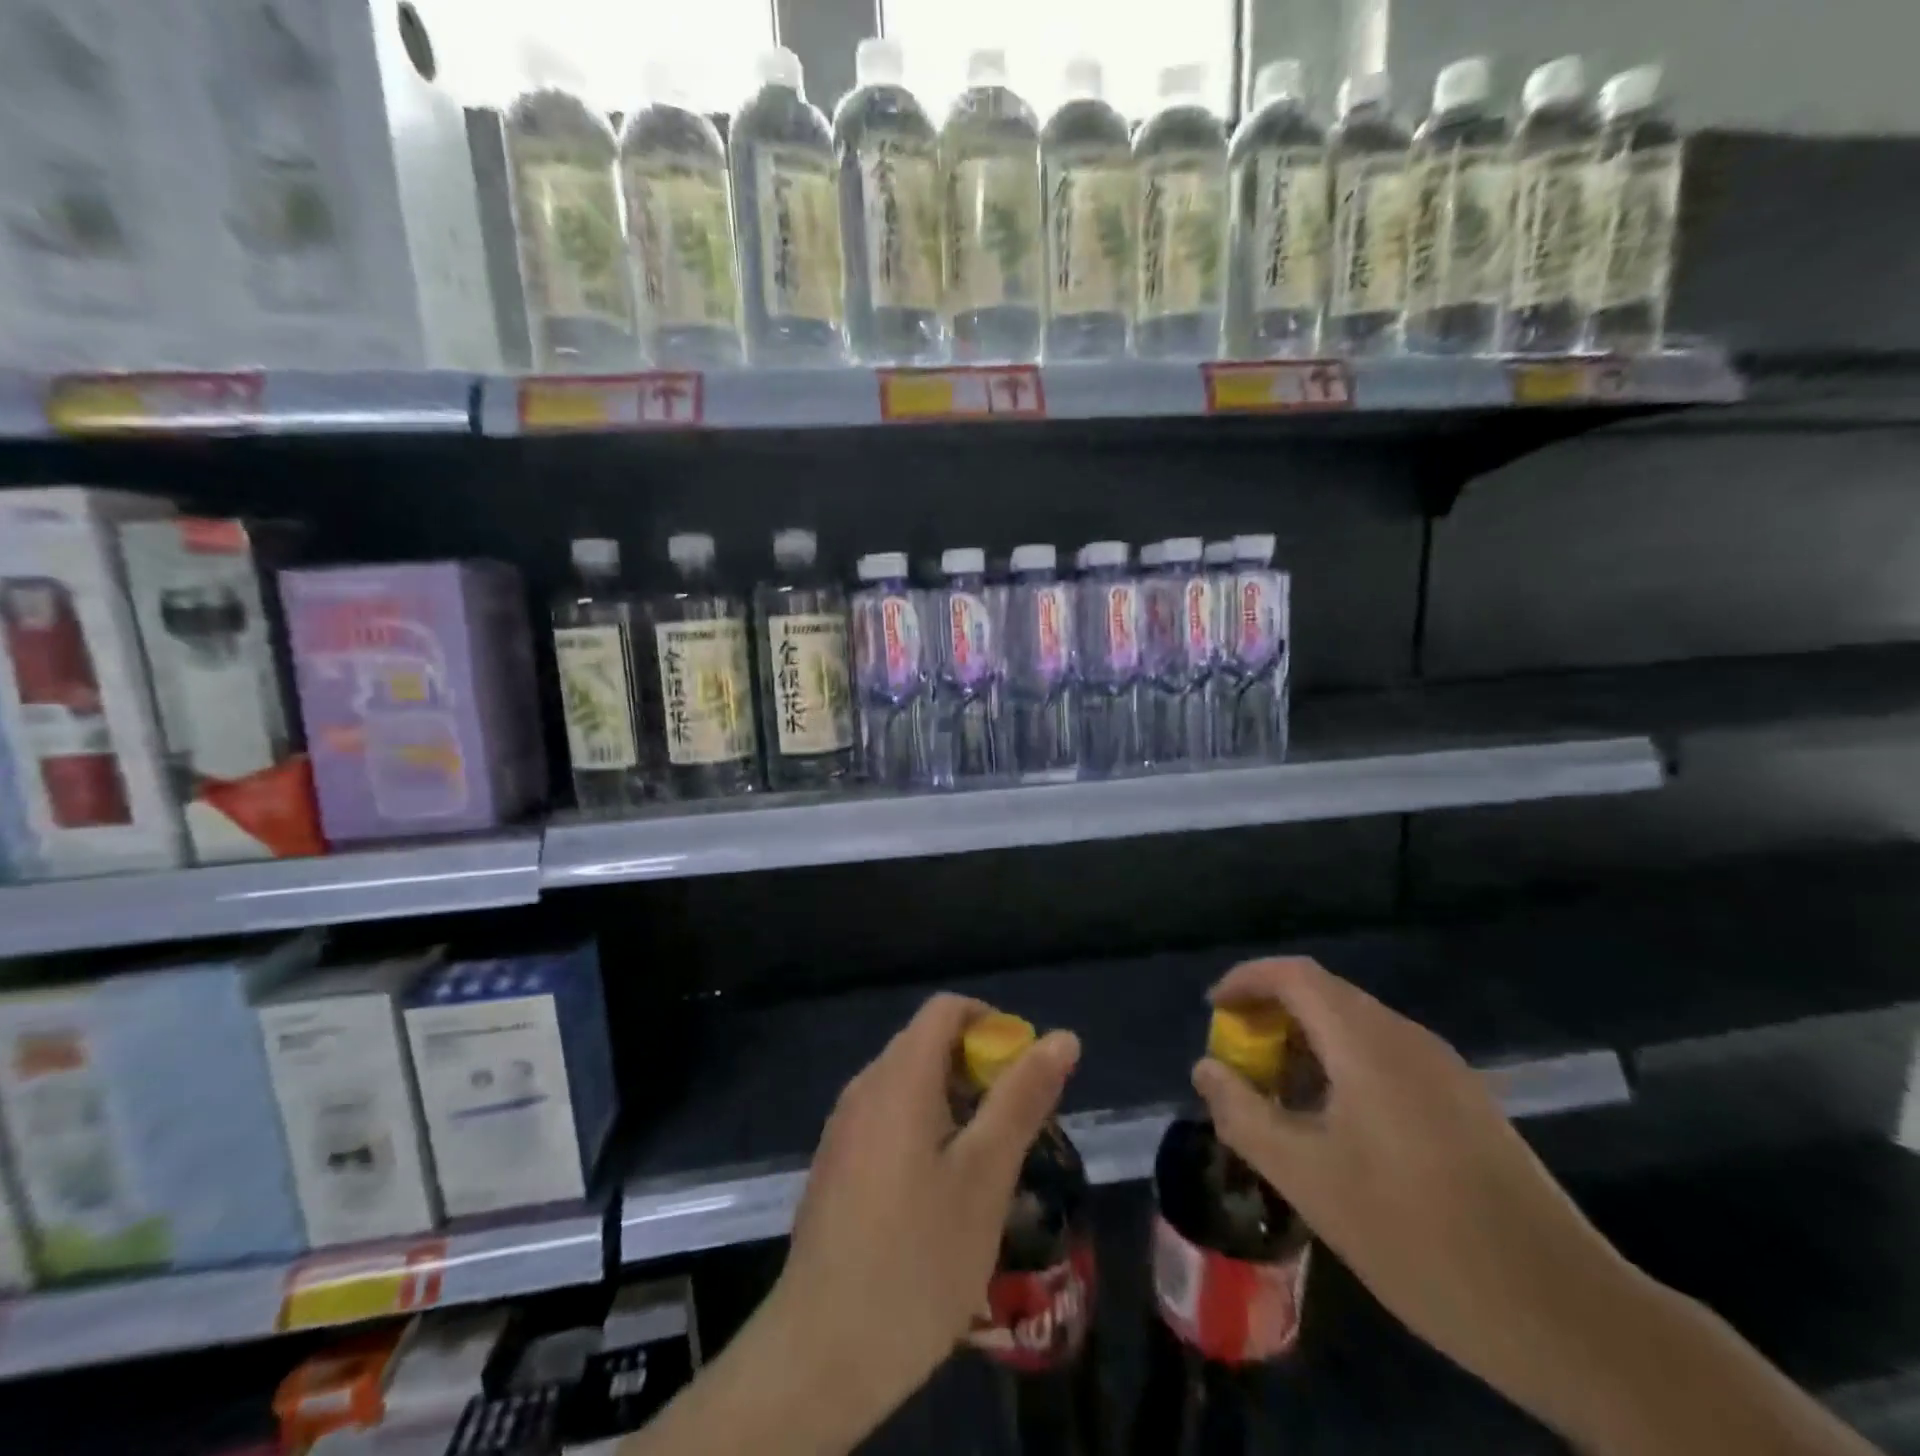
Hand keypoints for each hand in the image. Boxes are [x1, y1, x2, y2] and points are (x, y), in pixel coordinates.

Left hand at [767, 993, 1080, 1436]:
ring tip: (988, 1167)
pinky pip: (888, 1119)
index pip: (947, 1009)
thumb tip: (1062, 1038)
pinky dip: (926, 1130)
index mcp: (898, 1077)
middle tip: (1016, 1129)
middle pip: (928, 1044)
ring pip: (910, 1086)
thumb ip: (1022, 1098)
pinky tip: (943, 1195)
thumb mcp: (986, 1176)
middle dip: (979, 1071)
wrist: (823, 1353)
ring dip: (956, 1105)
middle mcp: (864, 1087)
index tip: (1025, 1074)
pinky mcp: (836, 1165)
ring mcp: (844, 1128)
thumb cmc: (918, 1257)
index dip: (993, 1025)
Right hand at [1191, 957, 1635, 1434]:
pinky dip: (1342, 1069)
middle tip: (1239, 1064)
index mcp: (1367, 1042)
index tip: (1213, 1012)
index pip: (1293, 975)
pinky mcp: (1466, 1104)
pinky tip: (1337, 1128)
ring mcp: (1444, 1070)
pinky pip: (1385, 1058)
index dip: (1245, 981)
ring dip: (1306, 1046)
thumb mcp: (1308, 1179)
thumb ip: (1244, 1115)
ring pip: (1355, 1029)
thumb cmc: (1418, 1236)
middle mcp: (1407, 1038)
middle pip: (1323, 996)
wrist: (1568, 1314)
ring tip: (1280, 1099)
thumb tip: (1206, 1069)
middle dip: (1271, 1017)